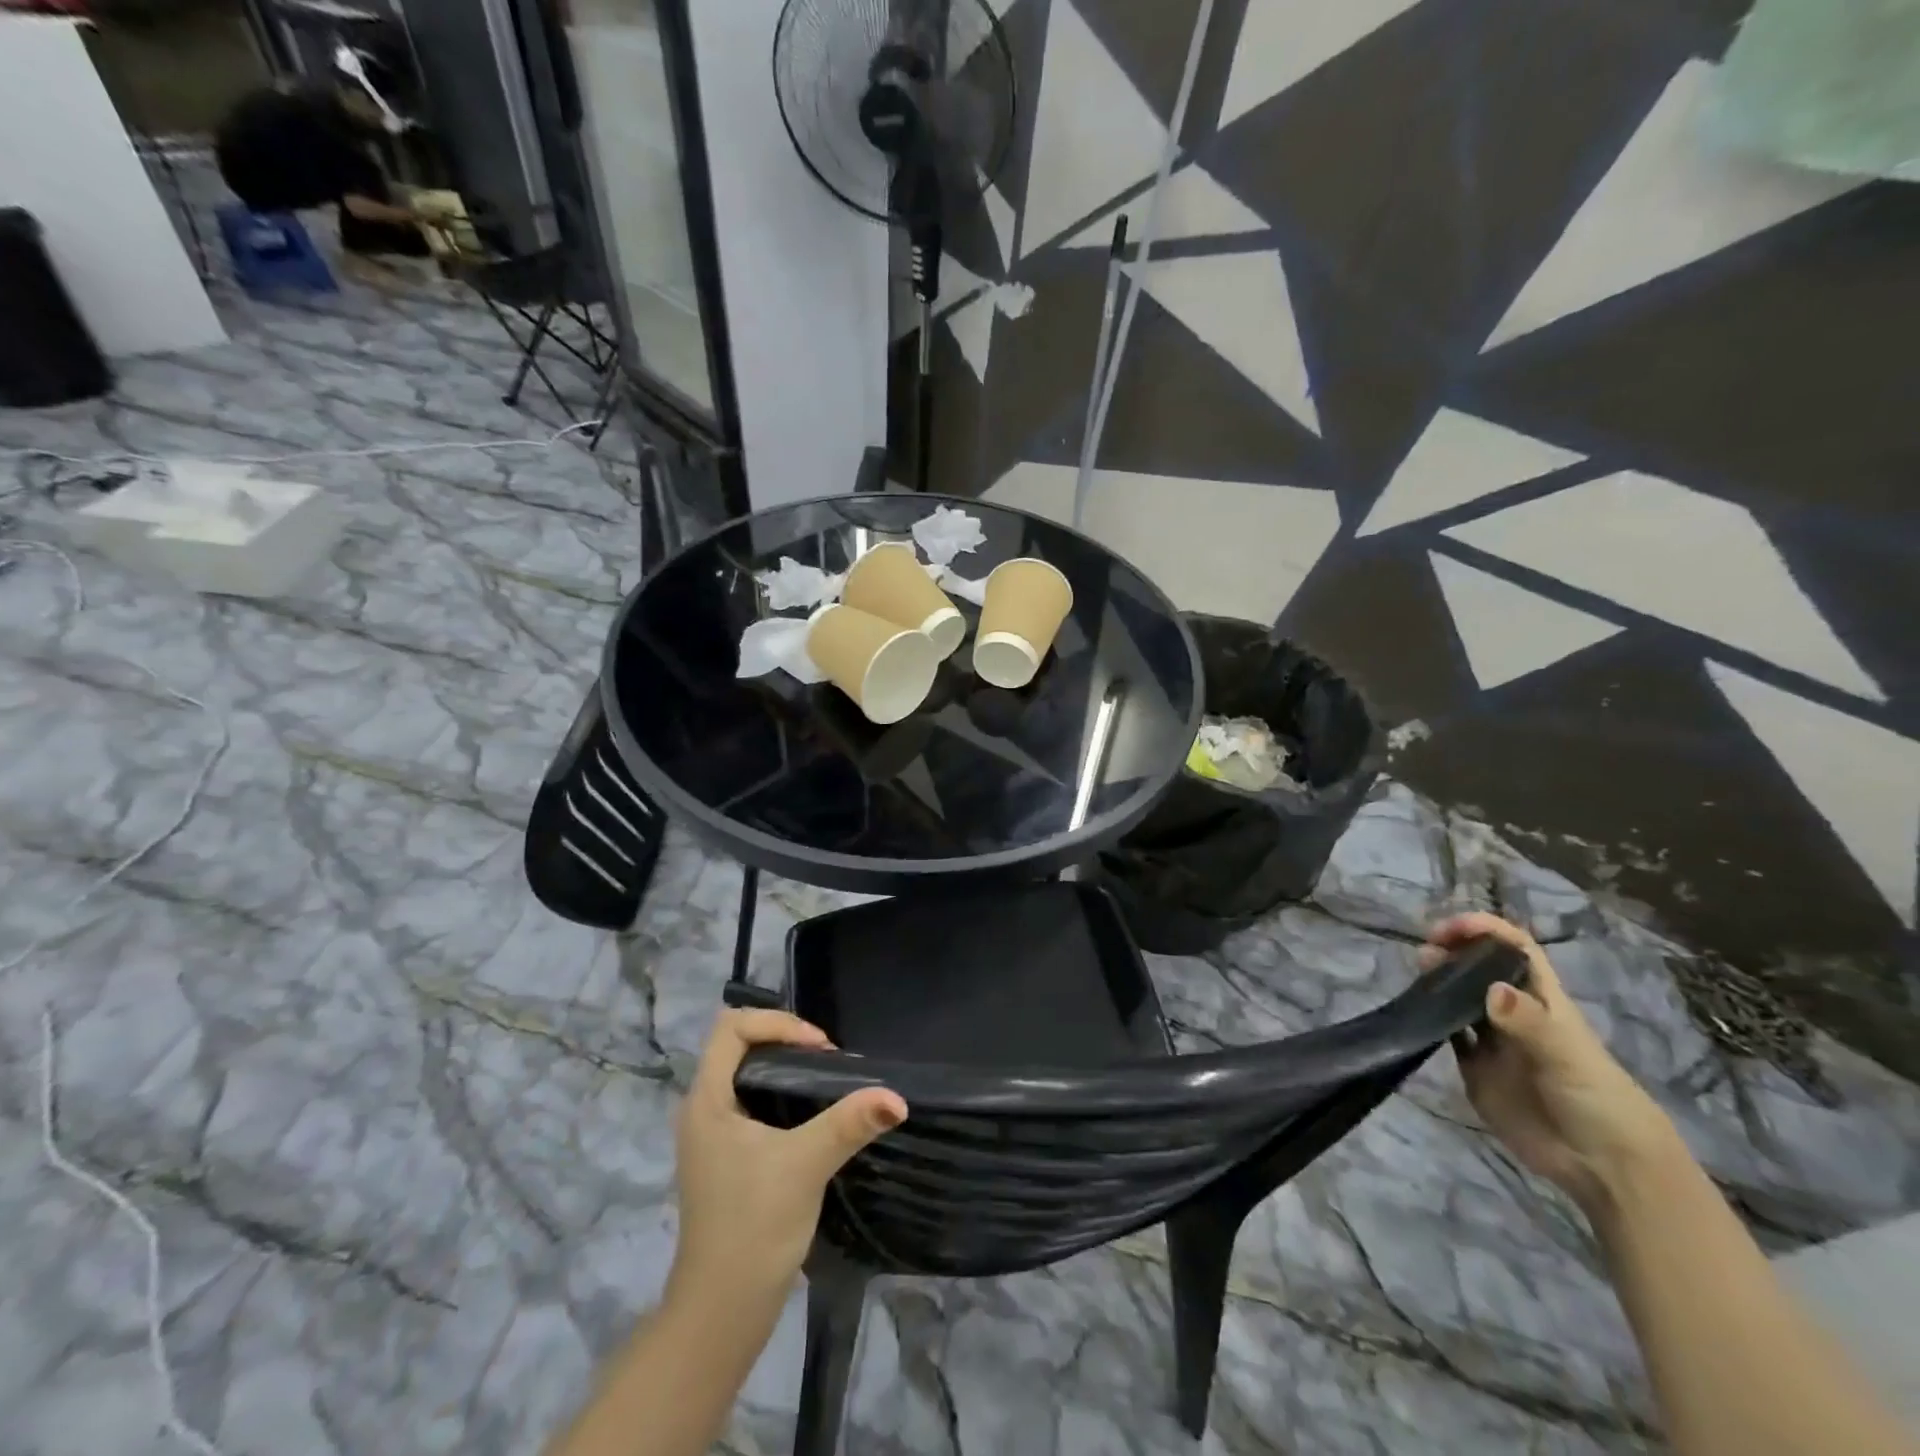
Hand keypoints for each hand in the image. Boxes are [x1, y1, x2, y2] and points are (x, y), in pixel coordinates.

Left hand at [668, 1010, 906, 1310]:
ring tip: (828, 1079)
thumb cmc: (754, 1227)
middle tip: (829, 1060)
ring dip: (786, 1066)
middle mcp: (702, 1110)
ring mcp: (712, 1136)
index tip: (820, 1047)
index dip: (778, 1023)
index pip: (732, 1027)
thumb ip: (849, 1124)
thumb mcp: (806, 1166)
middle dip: (786, 1039)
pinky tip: (814, 1114)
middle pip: (739, 1045)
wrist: (722, 1312)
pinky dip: (782, 1092)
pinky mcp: (726, 1158)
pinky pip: (752, 1101)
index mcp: (706, 1101)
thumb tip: (898, 1098)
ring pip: (747, 1074)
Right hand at [1423, 913, 1679, 1211]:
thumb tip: (1490, 988)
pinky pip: (1448, 1034)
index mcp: (1542, 1000)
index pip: (1514, 949)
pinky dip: (1430, 1019)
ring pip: (1459, 997)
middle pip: (1480, 968)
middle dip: (1453, 952)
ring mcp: (1493, 1041)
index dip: (1485, 930)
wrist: (1604, 1168)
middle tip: (1426, 952)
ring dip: (1438, 981)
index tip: (1450, 928)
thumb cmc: (1598, 1101)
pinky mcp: (1475, 1068)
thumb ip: (1529, 1024)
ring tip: (1417, 975)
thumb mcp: (1568, 1058)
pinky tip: (1415, 1014)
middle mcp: (1514, 1013)